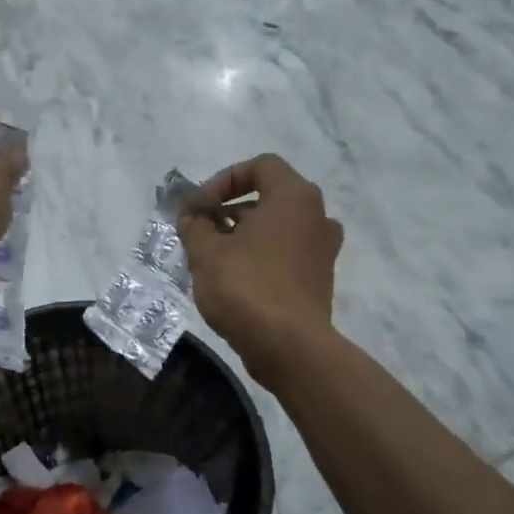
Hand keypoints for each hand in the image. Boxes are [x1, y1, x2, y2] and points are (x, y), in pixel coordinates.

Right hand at [180, 154, 342, 382]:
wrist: (288, 347)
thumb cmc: (246, 286)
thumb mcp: (206, 251)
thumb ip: (194, 225)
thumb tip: (190, 216)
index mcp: (294, 197)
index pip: (260, 166)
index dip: (224, 179)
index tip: (199, 206)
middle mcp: (317, 216)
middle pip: (269, 197)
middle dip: (229, 210)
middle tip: (201, 231)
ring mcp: (322, 250)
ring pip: (276, 228)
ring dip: (243, 235)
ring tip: (212, 257)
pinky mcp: (318, 280)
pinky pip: (285, 254)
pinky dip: (260, 257)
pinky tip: (232, 280)